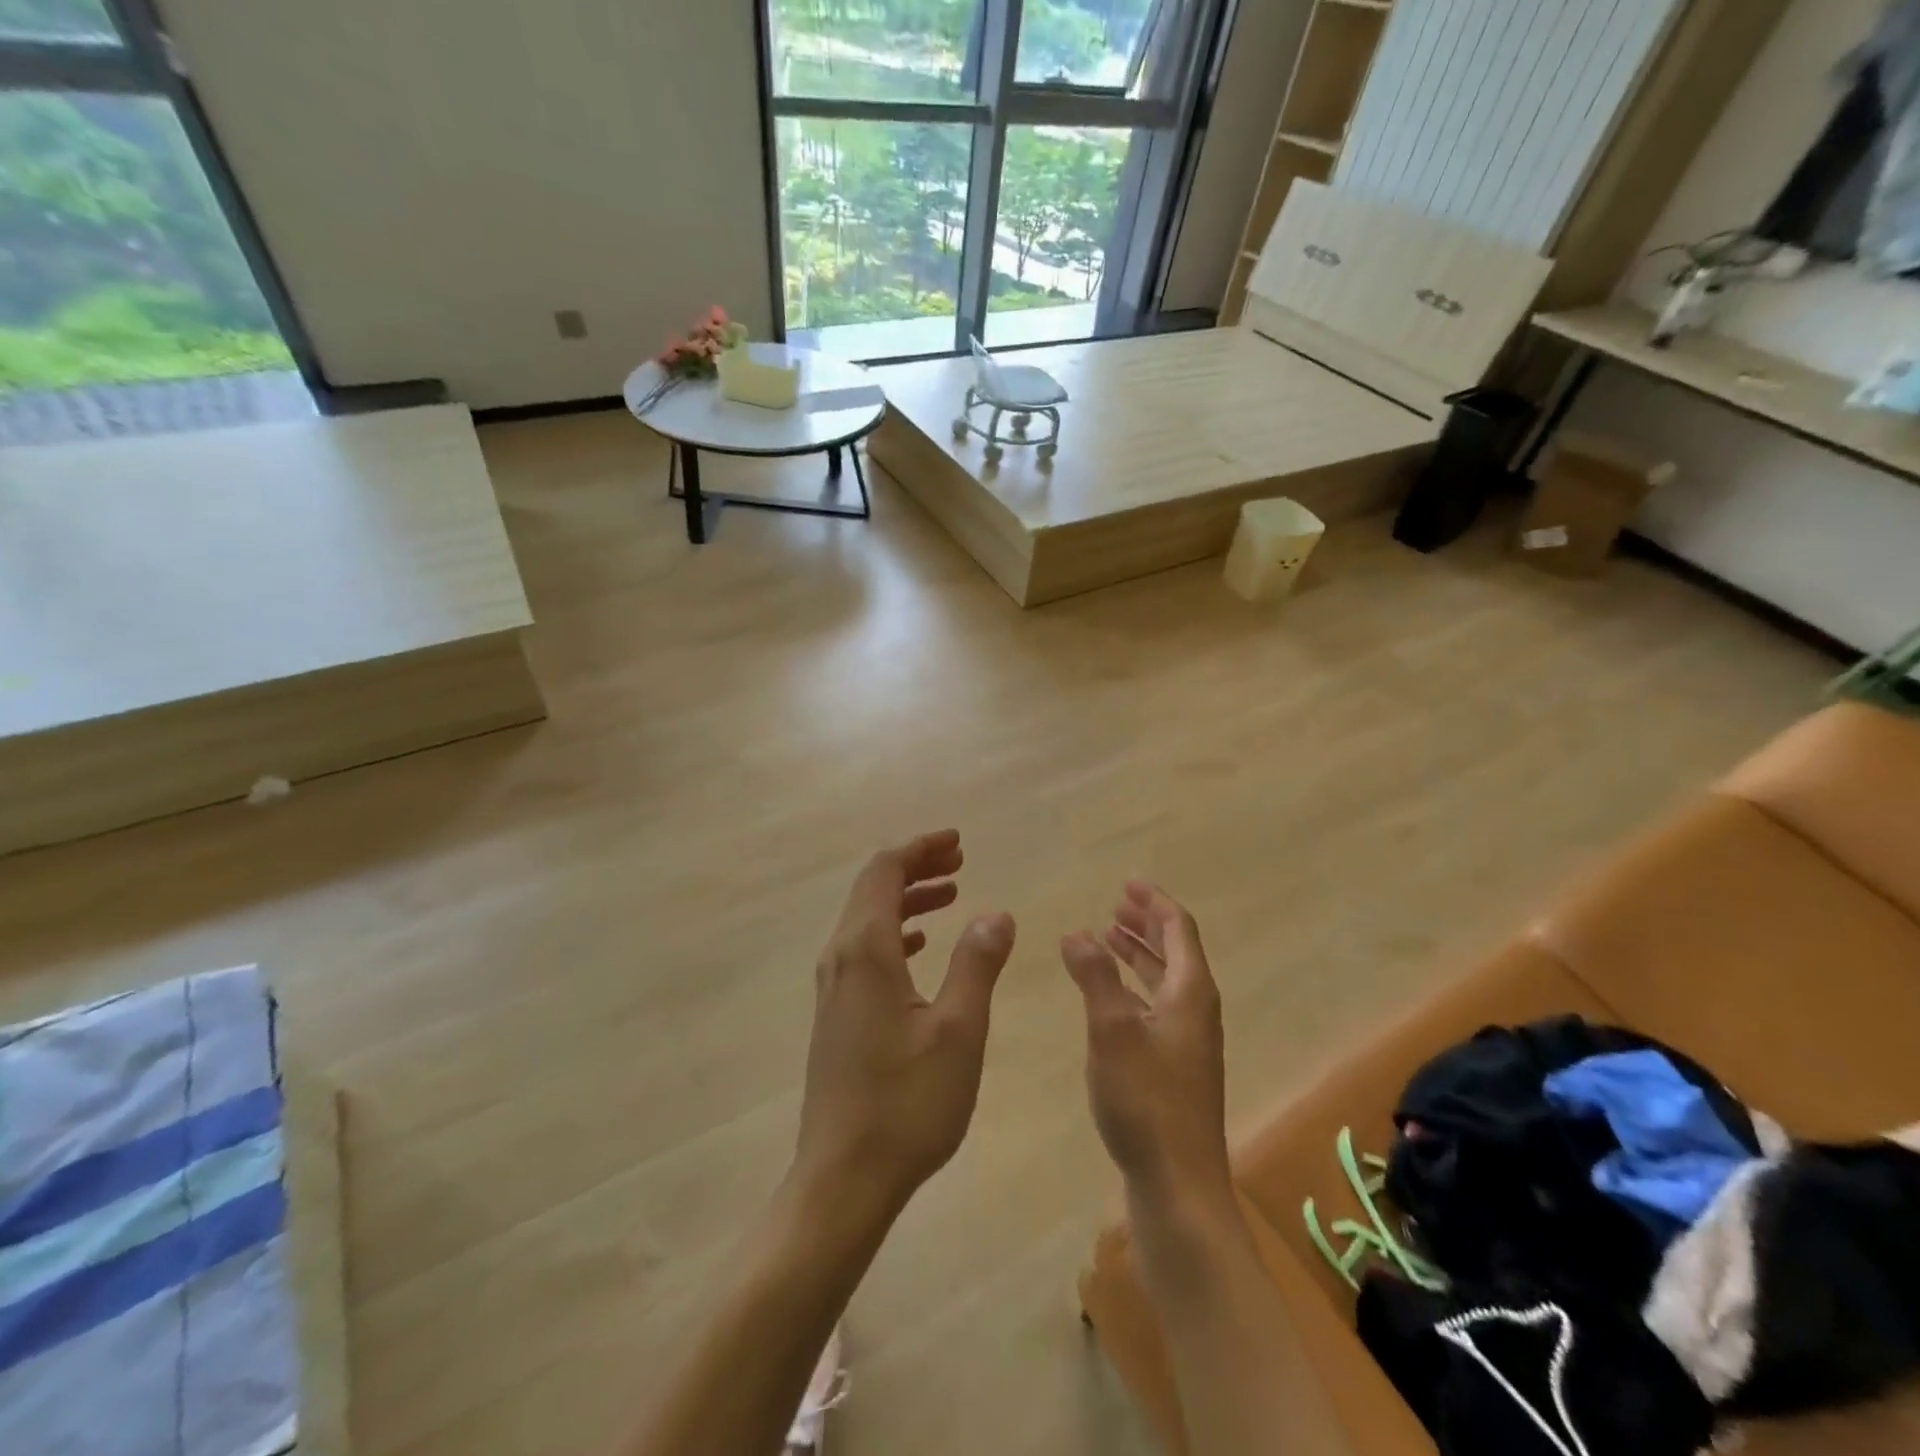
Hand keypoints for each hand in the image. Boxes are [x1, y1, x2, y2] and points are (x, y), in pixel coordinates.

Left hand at [793, 830, 1016, 1218]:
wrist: (843, 1178)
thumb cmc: (907, 1103)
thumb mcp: (958, 1029)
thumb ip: (977, 963)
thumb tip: (995, 913)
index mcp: (866, 950)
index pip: (885, 870)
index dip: (920, 848)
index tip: (957, 842)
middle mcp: (841, 958)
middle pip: (872, 888)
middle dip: (915, 867)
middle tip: (960, 861)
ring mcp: (833, 987)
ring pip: (868, 918)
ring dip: (907, 899)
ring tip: (951, 895)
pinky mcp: (836, 1013)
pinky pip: (865, 950)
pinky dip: (896, 932)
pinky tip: (921, 946)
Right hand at [1061, 882, 1232, 1213]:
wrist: (1178, 1184)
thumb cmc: (1146, 1100)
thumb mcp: (1112, 1029)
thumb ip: (1094, 976)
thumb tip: (1077, 932)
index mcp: (1190, 992)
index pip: (1178, 930)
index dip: (1154, 902)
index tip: (1128, 882)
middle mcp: (1196, 1010)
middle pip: (1175, 952)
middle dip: (1146, 925)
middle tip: (1116, 904)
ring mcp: (1188, 1042)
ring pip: (1164, 981)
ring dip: (1138, 955)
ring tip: (1107, 937)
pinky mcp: (1176, 1068)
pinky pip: (1155, 1007)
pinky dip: (1133, 987)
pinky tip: (1109, 996)